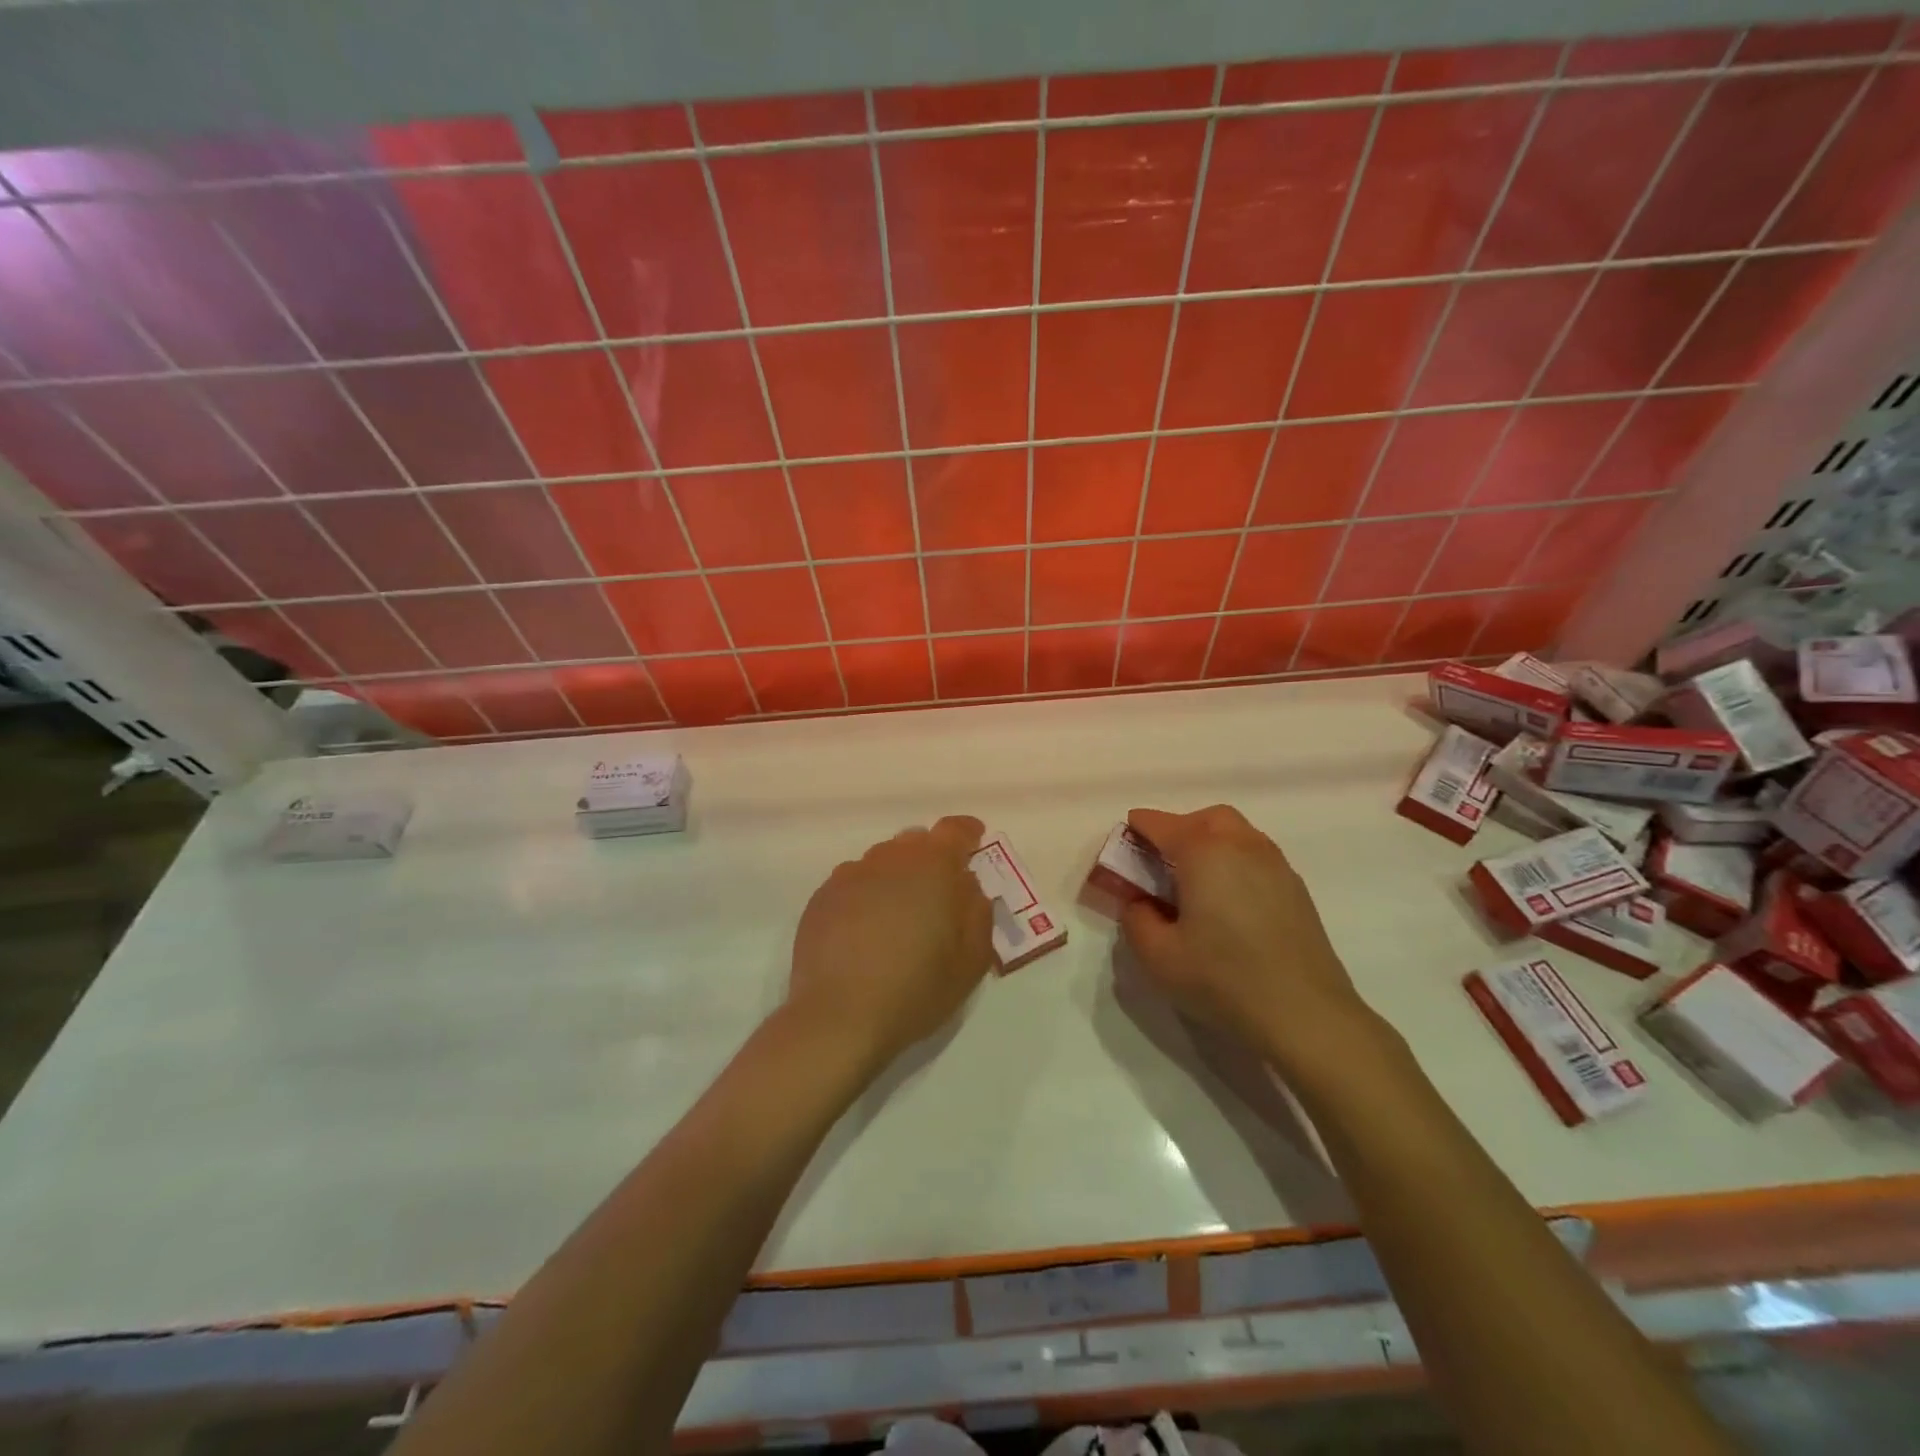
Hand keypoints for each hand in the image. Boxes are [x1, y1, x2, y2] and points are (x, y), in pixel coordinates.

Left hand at [787, 815, 994, 1069]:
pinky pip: (854, 883)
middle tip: (939, 894)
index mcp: (932, 866)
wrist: (839, 1017)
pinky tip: (867, 931)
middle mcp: (889, 859)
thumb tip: (968, 887)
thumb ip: (978, 913)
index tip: (974, 844)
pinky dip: (867, 895)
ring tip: (900, 917)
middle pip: (915, 843)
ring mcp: (850, 875)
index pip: (954, 830)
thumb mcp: (971, 960)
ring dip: (897, 877)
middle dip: (932, 859)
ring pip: (882, 862)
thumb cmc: (916, 989)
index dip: (968, 834)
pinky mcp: (822, 897)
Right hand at [1119, 805, 1381, 1071]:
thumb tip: (1141, 902)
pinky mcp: (1297, 890)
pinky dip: (1235, 863)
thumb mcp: (1157, 956)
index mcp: (1203, 851)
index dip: (1135, 831)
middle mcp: (1242, 845)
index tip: (1123, 848)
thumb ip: (1135, 919)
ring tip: (1194, 883)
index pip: (1160, 824)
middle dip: (1178, 830)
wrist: (1306, 1015)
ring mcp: (1276, 865)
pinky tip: (1228, 903)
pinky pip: (1257, 857)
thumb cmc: (1222, 979)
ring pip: (1237, 834)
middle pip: (1205, 819)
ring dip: (1210, 844)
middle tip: (1160, 863)